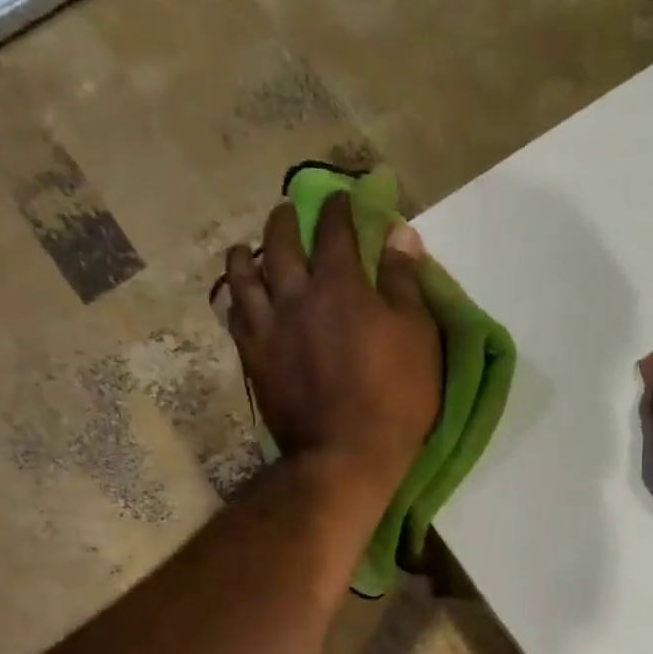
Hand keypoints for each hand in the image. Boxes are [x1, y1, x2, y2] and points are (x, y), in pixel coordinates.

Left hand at [220, 192, 441, 501]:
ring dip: (249, 255)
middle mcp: (295, 293)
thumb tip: (400, 233)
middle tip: (289, 214)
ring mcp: (268, 327)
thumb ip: (405, 282)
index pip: (335, 228)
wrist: (346, 454)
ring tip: (250, 251)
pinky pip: (235, 316)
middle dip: (287, 221)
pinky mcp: (254, 359)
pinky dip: (236, 299)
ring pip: (245, 275)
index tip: (341, 198)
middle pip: (281, 243)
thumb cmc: (395, 397)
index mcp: (340, 283)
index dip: (338, 208)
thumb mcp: (417, 336)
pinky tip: (240, 298)